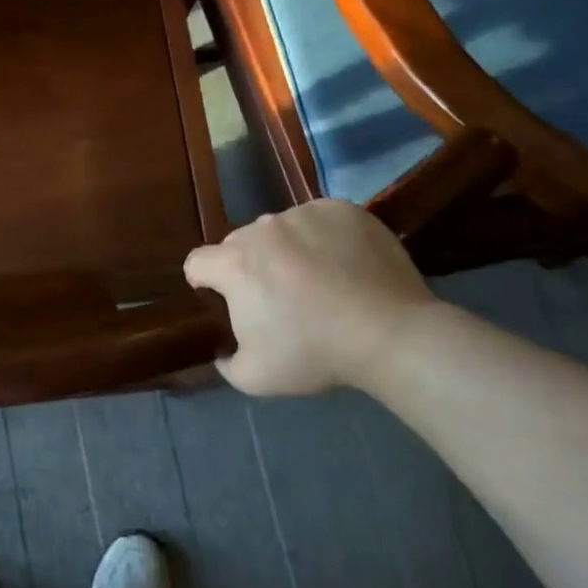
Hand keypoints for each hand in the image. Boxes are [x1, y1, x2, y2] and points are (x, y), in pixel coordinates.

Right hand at [184, 200, 442, 396]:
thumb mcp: (256, 378)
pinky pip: (318, 220)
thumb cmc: (315, 354)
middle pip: (240, 244)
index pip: (197, 262)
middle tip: (279, 297)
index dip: (204, 282)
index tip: (223, 300)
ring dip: (287, 250)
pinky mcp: (340, 209)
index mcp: (234, 264)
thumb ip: (227, 362)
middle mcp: (262, 229)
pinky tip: (344, 264)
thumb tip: (225, 350)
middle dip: (250, 267)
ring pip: (280, 230)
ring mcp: (303, 214)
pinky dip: (323, 238)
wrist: (390, 334)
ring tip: (318, 280)